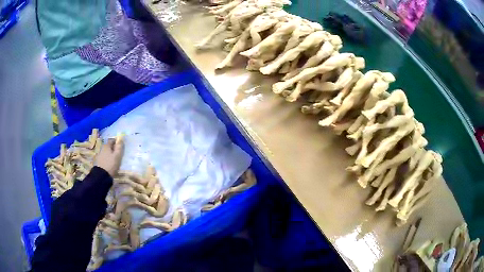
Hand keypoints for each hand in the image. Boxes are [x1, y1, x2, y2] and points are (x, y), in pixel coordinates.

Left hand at [94, 137, 124, 176]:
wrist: (101, 175)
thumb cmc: (111, 164)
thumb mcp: (117, 156)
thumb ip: (119, 147)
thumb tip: (121, 138)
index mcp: (106, 146)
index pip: (111, 140)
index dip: (116, 141)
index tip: (120, 145)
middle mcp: (102, 148)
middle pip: (108, 146)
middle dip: (113, 148)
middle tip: (118, 152)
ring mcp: (99, 155)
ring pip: (106, 152)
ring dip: (109, 153)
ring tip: (114, 159)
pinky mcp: (98, 161)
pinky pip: (104, 157)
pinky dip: (107, 158)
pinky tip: (109, 163)